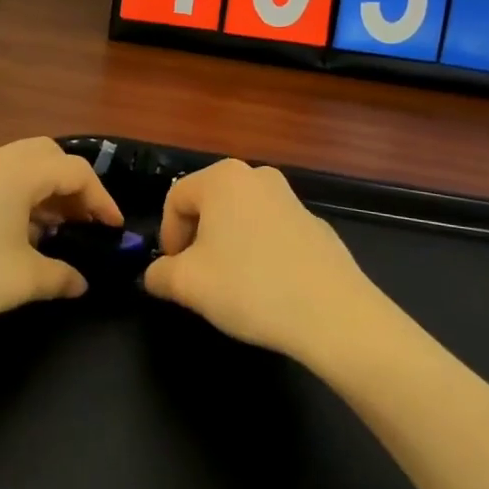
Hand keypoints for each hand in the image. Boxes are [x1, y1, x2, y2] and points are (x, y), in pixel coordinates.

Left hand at [0, 137, 122, 336]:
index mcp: (19, 170)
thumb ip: (60, 277)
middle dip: (74, 186)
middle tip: (85, 223)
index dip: (101, 199)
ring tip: (55, 231)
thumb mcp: (20, 281)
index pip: (76, 171)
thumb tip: (82, 281)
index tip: (114, 230)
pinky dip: (19, 197)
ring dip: (45, 191)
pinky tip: (16, 235)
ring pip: (21, 166)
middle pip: (49, 156)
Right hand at [142, 159, 381, 362]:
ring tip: (232, 285)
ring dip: (227, 246)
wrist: (333, 313)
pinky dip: (260, 253)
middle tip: (199, 279)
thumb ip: (160, 274)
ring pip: (241, 218)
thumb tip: (156, 274)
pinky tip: (268, 288)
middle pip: (209, 204)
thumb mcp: (188, 285)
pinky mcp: (314, 224)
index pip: (175, 198)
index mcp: (222, 178)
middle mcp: (256, 176)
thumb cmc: (250, 287)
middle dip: (197, 240)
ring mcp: (290, 197)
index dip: (167, 236)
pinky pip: (271, 232)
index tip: (173, 272)